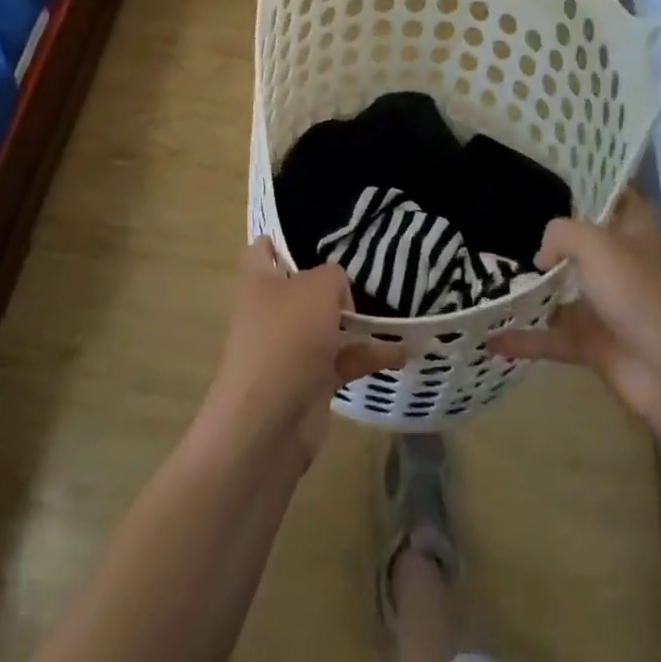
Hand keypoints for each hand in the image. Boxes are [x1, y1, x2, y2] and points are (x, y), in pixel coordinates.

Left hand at [200, 238, 404, 463]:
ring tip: (396, 311)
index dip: (286, 239)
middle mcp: (271, 310)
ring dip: (358, 323)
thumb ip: (333, 276)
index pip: (265, 249)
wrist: (267, 425)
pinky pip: (343, 361)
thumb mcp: (317, 288)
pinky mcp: (309, 382)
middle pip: (303, 287)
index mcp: (258, 280)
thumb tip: (338, 293)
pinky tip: (402, 353)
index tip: (321, 236)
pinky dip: (369, 357)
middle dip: (333, 283)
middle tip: (370, 271)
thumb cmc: (286, 339)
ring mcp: (290, 348)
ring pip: (327, 326)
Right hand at [486, 195, 660, 421]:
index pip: (615, 194)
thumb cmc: (640, 294)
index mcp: (634, 231)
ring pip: (562, 288)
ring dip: (531, 285)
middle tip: (500, 213)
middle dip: (546, 231)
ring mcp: (607, 305)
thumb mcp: (596, 244)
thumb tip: (541, 257)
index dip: (589, 180)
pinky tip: (489, 338)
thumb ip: (560, 233)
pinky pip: (551, 336)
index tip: (549, 168)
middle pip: (581, 240)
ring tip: (486, 270)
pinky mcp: (594, 343)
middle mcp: (621, 263)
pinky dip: (524, 339)